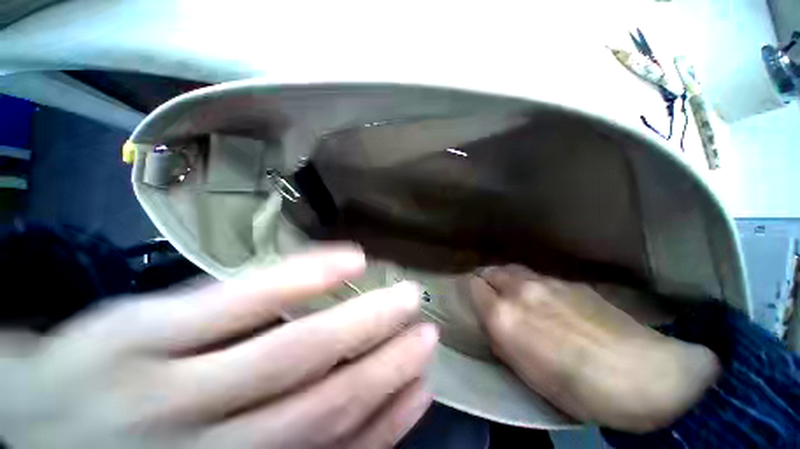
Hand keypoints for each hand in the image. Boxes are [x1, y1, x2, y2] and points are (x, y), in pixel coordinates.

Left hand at [0, 245, 437, 448]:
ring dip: (351, 329)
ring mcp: (164, 377)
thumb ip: (254, 446)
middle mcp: (205, 436)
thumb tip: (330, 432)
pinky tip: (333, 263)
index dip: (386, 421)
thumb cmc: (116, 448)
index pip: (327, 448)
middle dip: (382, 366)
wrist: (51, 412)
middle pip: (316, 403)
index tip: (421, 385)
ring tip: (401, 300)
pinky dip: (285, 283)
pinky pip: (223, 303)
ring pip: (281, 356)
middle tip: (431, 330)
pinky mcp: (135, 326)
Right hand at [470, 265, 719, 432]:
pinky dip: (535, 285)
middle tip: (481, 296)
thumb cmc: (578, 392)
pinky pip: (546, 279)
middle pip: (496, 272)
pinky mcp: (583, 286)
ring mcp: (560, 284)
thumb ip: (511, 346)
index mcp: (509, 319)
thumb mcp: (531, 378)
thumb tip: (500, 328)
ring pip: (522, 272)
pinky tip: (544, 302)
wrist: (639, 373)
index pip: (475, 289)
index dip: (467, 293)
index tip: (462, 300)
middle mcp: (530, 292)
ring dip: (510, 281)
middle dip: (485, 280)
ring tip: (509, 297)